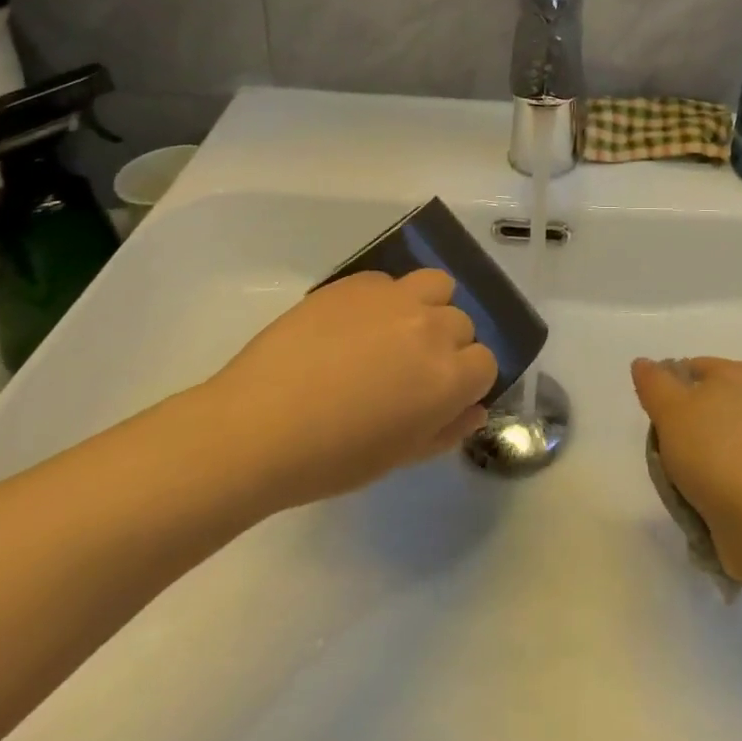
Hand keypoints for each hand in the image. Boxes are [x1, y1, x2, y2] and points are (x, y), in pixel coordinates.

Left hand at [195, 270, 496, 514]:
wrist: (256, 427)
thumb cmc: (329, 459)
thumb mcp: (397, 457)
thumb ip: (445, 430)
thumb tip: (474, 409)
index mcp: (448, 377)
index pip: (485, 363)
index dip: (464, 381)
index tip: (437, 396)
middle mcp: (432, 328)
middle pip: (462, 324)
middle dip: (445, 346)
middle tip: (407, 371)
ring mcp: (396, 297)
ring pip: (438, 286)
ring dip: (427, 306)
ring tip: (394, 331)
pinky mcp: (360, 281)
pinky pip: (390, 281)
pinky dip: (384, 300)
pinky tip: (351, 327)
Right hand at [631, 356, 741, 581]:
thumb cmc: (715, 452)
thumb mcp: (670, 409)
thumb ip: (653, 382)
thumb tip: (643, 364)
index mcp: (741, 375)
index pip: (693, 368)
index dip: (668, 389)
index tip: (655, 420)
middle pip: (707, 405)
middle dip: (683, 428)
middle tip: (666, 452)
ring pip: (721, 441)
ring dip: (700, 459)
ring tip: (683, 483)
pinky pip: (736, 472)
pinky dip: (720, 482)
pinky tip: (705, 500)